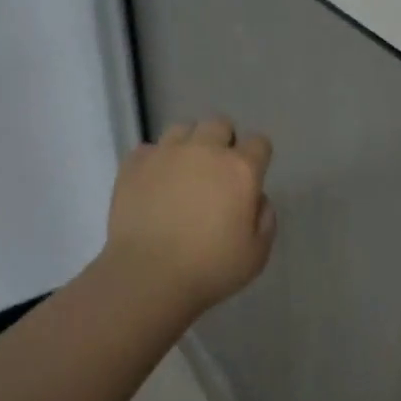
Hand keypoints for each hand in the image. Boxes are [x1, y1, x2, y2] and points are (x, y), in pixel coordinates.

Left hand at [102, 117, 276, 311]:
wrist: (148, 276)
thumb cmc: (209, 268)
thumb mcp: (257, 254)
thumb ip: (265, 219)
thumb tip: (256, 198)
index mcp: (240, 169)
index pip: (259, 142)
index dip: (257, 157)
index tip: (250, 177)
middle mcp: (204, 150)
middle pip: (219, 124)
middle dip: (223, 141)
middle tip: (217, 171)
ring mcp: (166, 153)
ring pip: (182, 128)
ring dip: (188, 144)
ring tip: (183, 171)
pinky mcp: (134, 164)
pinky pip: (148, 149)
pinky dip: (154, 161)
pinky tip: (153, 183)